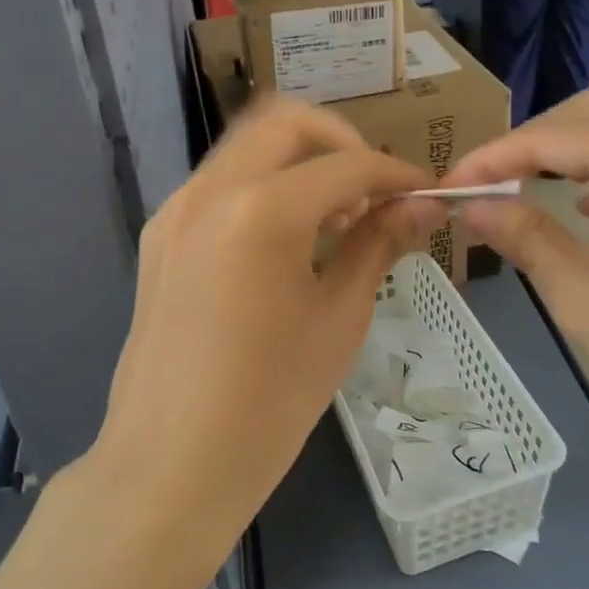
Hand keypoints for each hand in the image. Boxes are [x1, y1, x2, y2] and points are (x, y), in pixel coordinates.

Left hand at [94, 97, 443, 553]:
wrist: (171, 466)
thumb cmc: (270, 401)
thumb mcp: (340, 317)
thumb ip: (379, 243)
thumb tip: (425, 203)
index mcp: (260, 209)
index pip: (347, 164)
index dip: (397, 173)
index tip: (428, 193)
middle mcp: (209, 190)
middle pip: (285, 122)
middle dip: (341, 142)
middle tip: (374, 192)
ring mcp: (175, 211)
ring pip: (247, 148)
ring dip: (299, 162)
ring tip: (335, 220)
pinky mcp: (160, 237)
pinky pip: (220, 185)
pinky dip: (263, 188)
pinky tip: (288, 243)